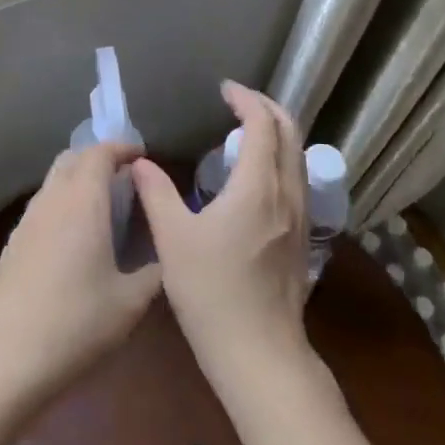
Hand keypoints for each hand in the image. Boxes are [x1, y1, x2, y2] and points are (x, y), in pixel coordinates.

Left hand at [0, 142, 164, 409]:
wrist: (8, 357)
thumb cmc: (77, 323)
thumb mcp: (130, 303)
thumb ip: (154, 272)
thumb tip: (166, 258)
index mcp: (83, 202)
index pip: (100, 153)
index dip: (122, 148)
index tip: (142, 156)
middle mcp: (52, 200)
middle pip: (72, 158)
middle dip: (98, 158)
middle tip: (125, 176)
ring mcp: (27, 220)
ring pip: (54, 180)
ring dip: (78, 179)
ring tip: (103, 204)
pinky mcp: (13, 243)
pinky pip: (42, 205)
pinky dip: (62, 202)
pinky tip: (75, 235)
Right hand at [131, 82, 317, 404]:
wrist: (260, 355)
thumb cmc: (212, 293)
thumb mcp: (173, 240)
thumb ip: (157, 193)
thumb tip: (140, 163)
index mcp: (258, 186)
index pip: (263, 123)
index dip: (246, 99)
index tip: (225, 89)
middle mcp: (287, 194)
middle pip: (291, 132)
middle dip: (268, 108)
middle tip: (239, 102)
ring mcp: (301, 218)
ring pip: (298, 157)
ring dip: (277, 134)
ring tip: (246, 133)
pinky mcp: (303, 239)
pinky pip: (297, 180)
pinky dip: (280, 160)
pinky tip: (256, 178)